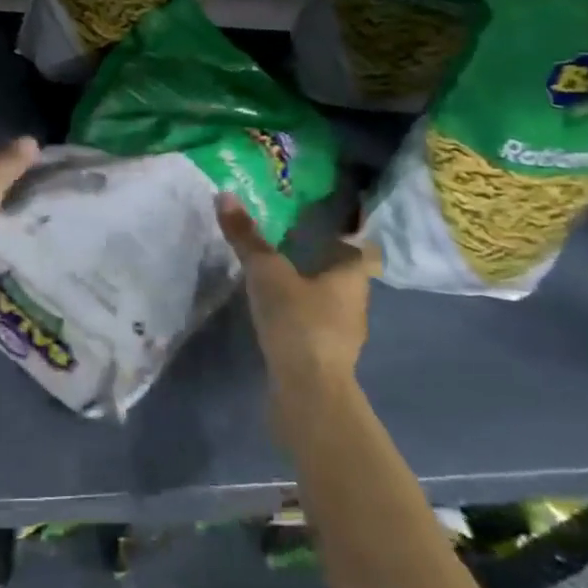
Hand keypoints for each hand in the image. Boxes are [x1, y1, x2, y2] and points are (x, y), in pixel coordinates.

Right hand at [217, 193, 376, 385]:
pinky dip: (302, 316)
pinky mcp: (327, 359)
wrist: (308, 393)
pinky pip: (316, 326)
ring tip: (280, 276)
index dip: (348, 235)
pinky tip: (278, 314)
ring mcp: (344, 335)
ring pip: (331, 302)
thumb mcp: (266, 272)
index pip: (362, 248)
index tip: (324, 223)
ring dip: (311, 290)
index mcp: (351, 276)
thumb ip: (247, 237)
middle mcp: (356, 303)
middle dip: (322, 260)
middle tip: (291, 241)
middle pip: (345, 274)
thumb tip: (225, 193)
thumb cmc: (298, 321)